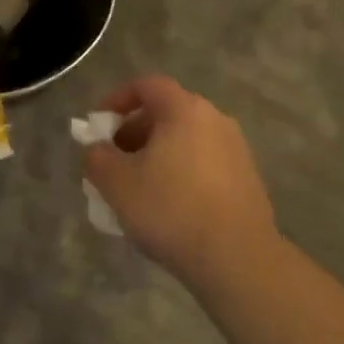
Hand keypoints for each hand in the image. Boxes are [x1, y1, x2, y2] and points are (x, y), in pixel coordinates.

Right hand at [83, 76, 278, 286]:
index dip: (116, 99)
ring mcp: (236, 149)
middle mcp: (215, 120)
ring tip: (137, 188)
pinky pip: (203, 162)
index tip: (99, 126)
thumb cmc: (170, 209)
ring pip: (185, 139)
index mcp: (184, 110)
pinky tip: (168, 206)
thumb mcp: (116, 183)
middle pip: (166, 112)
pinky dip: (180, 172)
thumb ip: (96, 157)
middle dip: (133, 131)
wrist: (237, 258)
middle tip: (113, 161)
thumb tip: (98, 149)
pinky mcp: (247, 179)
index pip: (146, 85)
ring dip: (156, 154)